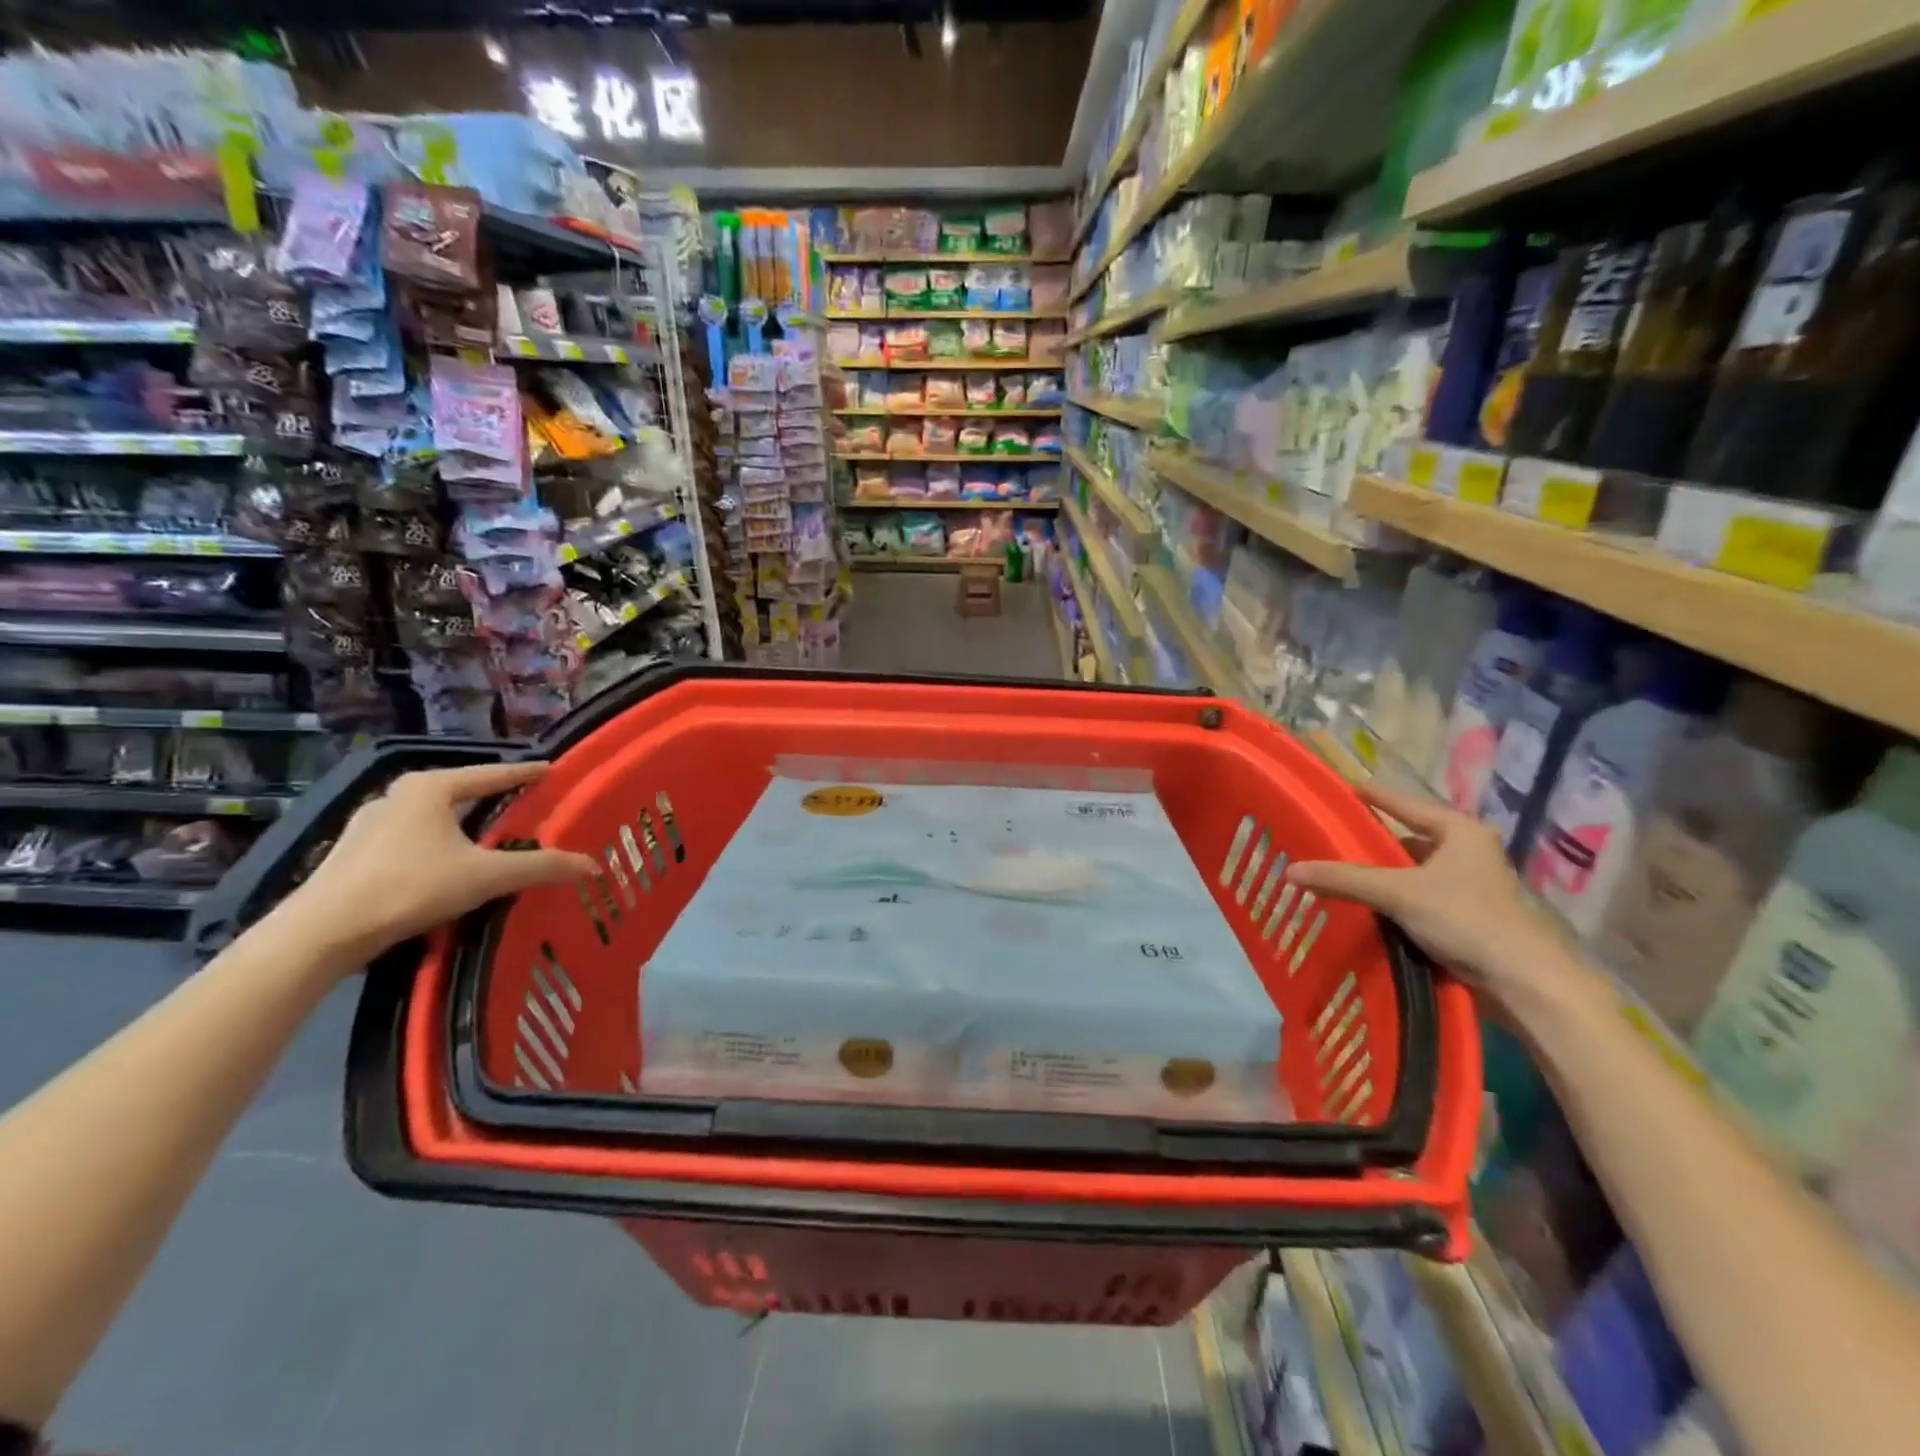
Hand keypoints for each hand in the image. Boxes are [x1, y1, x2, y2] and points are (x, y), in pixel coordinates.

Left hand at [280, 762, 596, 967]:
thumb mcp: (486, 877)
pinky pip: (412, 837)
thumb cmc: (410, 887)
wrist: (321, 933)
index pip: (491, 773)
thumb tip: (594, 865)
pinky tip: (448, 863)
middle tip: (526, 804)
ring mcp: (370, 824)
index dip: (525, 773)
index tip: (551, 770)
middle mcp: (398, 795)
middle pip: (460, 791)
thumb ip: (542, 867)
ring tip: (491, 835)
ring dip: (463, 822)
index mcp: (430, 788)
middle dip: (493, 796)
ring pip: (433, 816)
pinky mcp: (354, 853)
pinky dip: (439, 842)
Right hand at [1286, 783, 1585, 1016]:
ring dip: (1383, 876)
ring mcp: (1471, 885)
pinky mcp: (1469, 916)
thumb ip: (1344, 879)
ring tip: (1341, 875)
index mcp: (1459, 831)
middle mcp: (1468, 851)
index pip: (1406, 804)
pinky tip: (1368, 906)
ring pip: (1414, 871)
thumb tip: (1290, 871)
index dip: (1374, 796)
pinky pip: (1420, 896)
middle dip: (1372, 844)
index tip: (1345, 788)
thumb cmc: (1465, 918)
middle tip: (1332, 841)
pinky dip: (1395, 899)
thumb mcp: (1397, 893)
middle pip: (1408, 839)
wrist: (1522, 980)